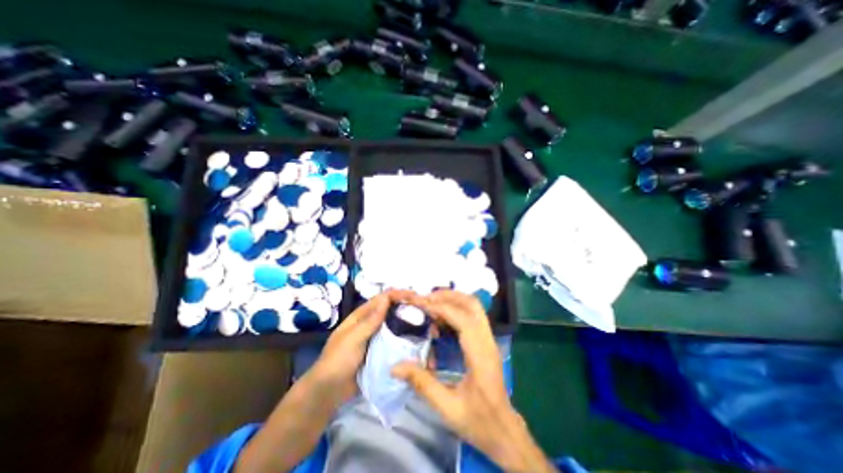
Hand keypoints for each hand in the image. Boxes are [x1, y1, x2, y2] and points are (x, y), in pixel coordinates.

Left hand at [309, 290, 413, 404]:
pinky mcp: (380, 351)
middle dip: (406, 306)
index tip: (415, 295)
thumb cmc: (337, 361)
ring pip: (394, 325)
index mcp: (361, 316)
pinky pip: (394, 341)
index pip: (382, 299)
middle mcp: (371, 323)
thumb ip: (370, 320)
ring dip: (408, 322)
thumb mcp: (353, 339)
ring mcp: (376, 338)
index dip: (398, 294)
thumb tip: (386, 298)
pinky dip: (405, 338)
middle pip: (391, 310)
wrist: (328, 392)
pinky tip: (417, 340)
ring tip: (425, 323)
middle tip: (424, 309)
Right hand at [393, 288, 557, 471]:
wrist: (504, 431)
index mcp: (481, 355)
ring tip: (431, 304)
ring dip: (453, 300)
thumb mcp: (448, 408)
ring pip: (474, 307)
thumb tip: (395, 367)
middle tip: (426, 299)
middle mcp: (487, 341)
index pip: (463, 319)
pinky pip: (472, 316)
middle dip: (449, 296)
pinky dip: (456, 310)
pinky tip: (441, 319)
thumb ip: (422, 384)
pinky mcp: (486, 342)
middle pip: (473, 304)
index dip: (441, 308)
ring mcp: (489, 340)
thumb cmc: (479, 421)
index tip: (421, 304)